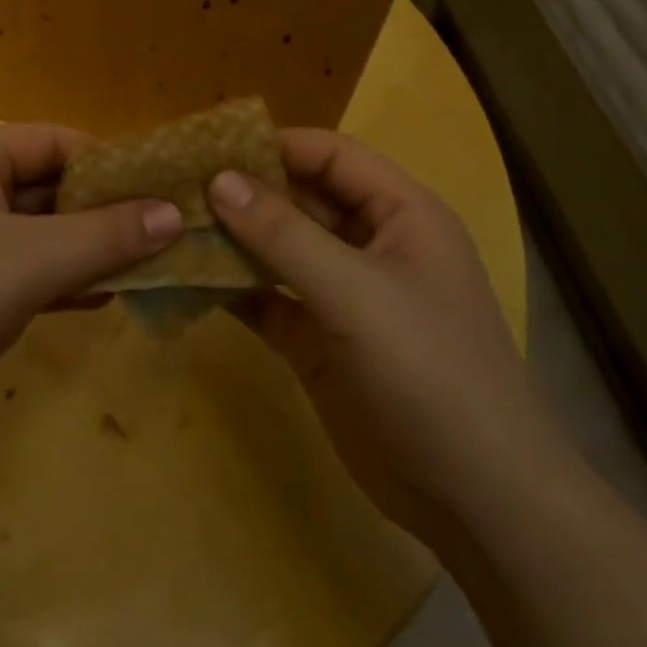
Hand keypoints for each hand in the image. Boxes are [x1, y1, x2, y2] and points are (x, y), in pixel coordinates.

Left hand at [0, 123, 181, 445]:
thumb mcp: (33, 261)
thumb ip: (106, 235)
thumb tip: (175, 213)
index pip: (54, 141)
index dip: (109, 162)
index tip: (160, 189)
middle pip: (49, 185)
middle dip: (104, 211)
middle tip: (164, 231)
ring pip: (40, 230)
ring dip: (89, 247)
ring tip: (149, 263)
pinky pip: (24, 267)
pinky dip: (62, 278)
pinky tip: (106, 296)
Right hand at [209, 129, 568, 541]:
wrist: (476, 501)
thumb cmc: (429, 371)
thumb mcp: (355, 292)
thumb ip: (283, 233)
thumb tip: (218, 179)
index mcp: (399, 213)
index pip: (330, 155)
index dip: (274, 144)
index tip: (209, 145)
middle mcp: (369, 244)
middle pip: (298, 198)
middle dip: (243, 192)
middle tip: (176, 185)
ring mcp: (342, 294)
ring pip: (277, 249)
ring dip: (231, 239)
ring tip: (170, 226)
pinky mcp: (318, 340)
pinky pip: (267, 298)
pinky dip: (232, 288)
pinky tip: (185, 279)